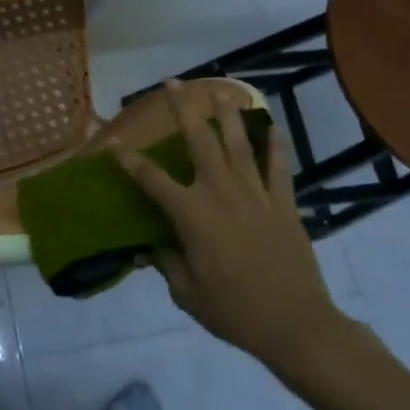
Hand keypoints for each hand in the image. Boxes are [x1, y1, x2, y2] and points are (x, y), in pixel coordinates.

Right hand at [114, 80, 347, 376]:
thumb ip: (166, 264)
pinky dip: (275, 146)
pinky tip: (272, 126)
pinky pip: (278, 168)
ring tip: (220, 89)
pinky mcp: (283, 205)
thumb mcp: (187, 293)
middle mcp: (220, 193)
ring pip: (238, 145)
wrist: (296, 325)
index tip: (113, 144)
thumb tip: (147, 249)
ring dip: (227, 115)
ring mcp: (255, 195)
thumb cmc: (234, 311)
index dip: (129, 161)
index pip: (151, 180)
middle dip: (183, 110)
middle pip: (199, 142)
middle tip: (173, 84)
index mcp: (191, 215)